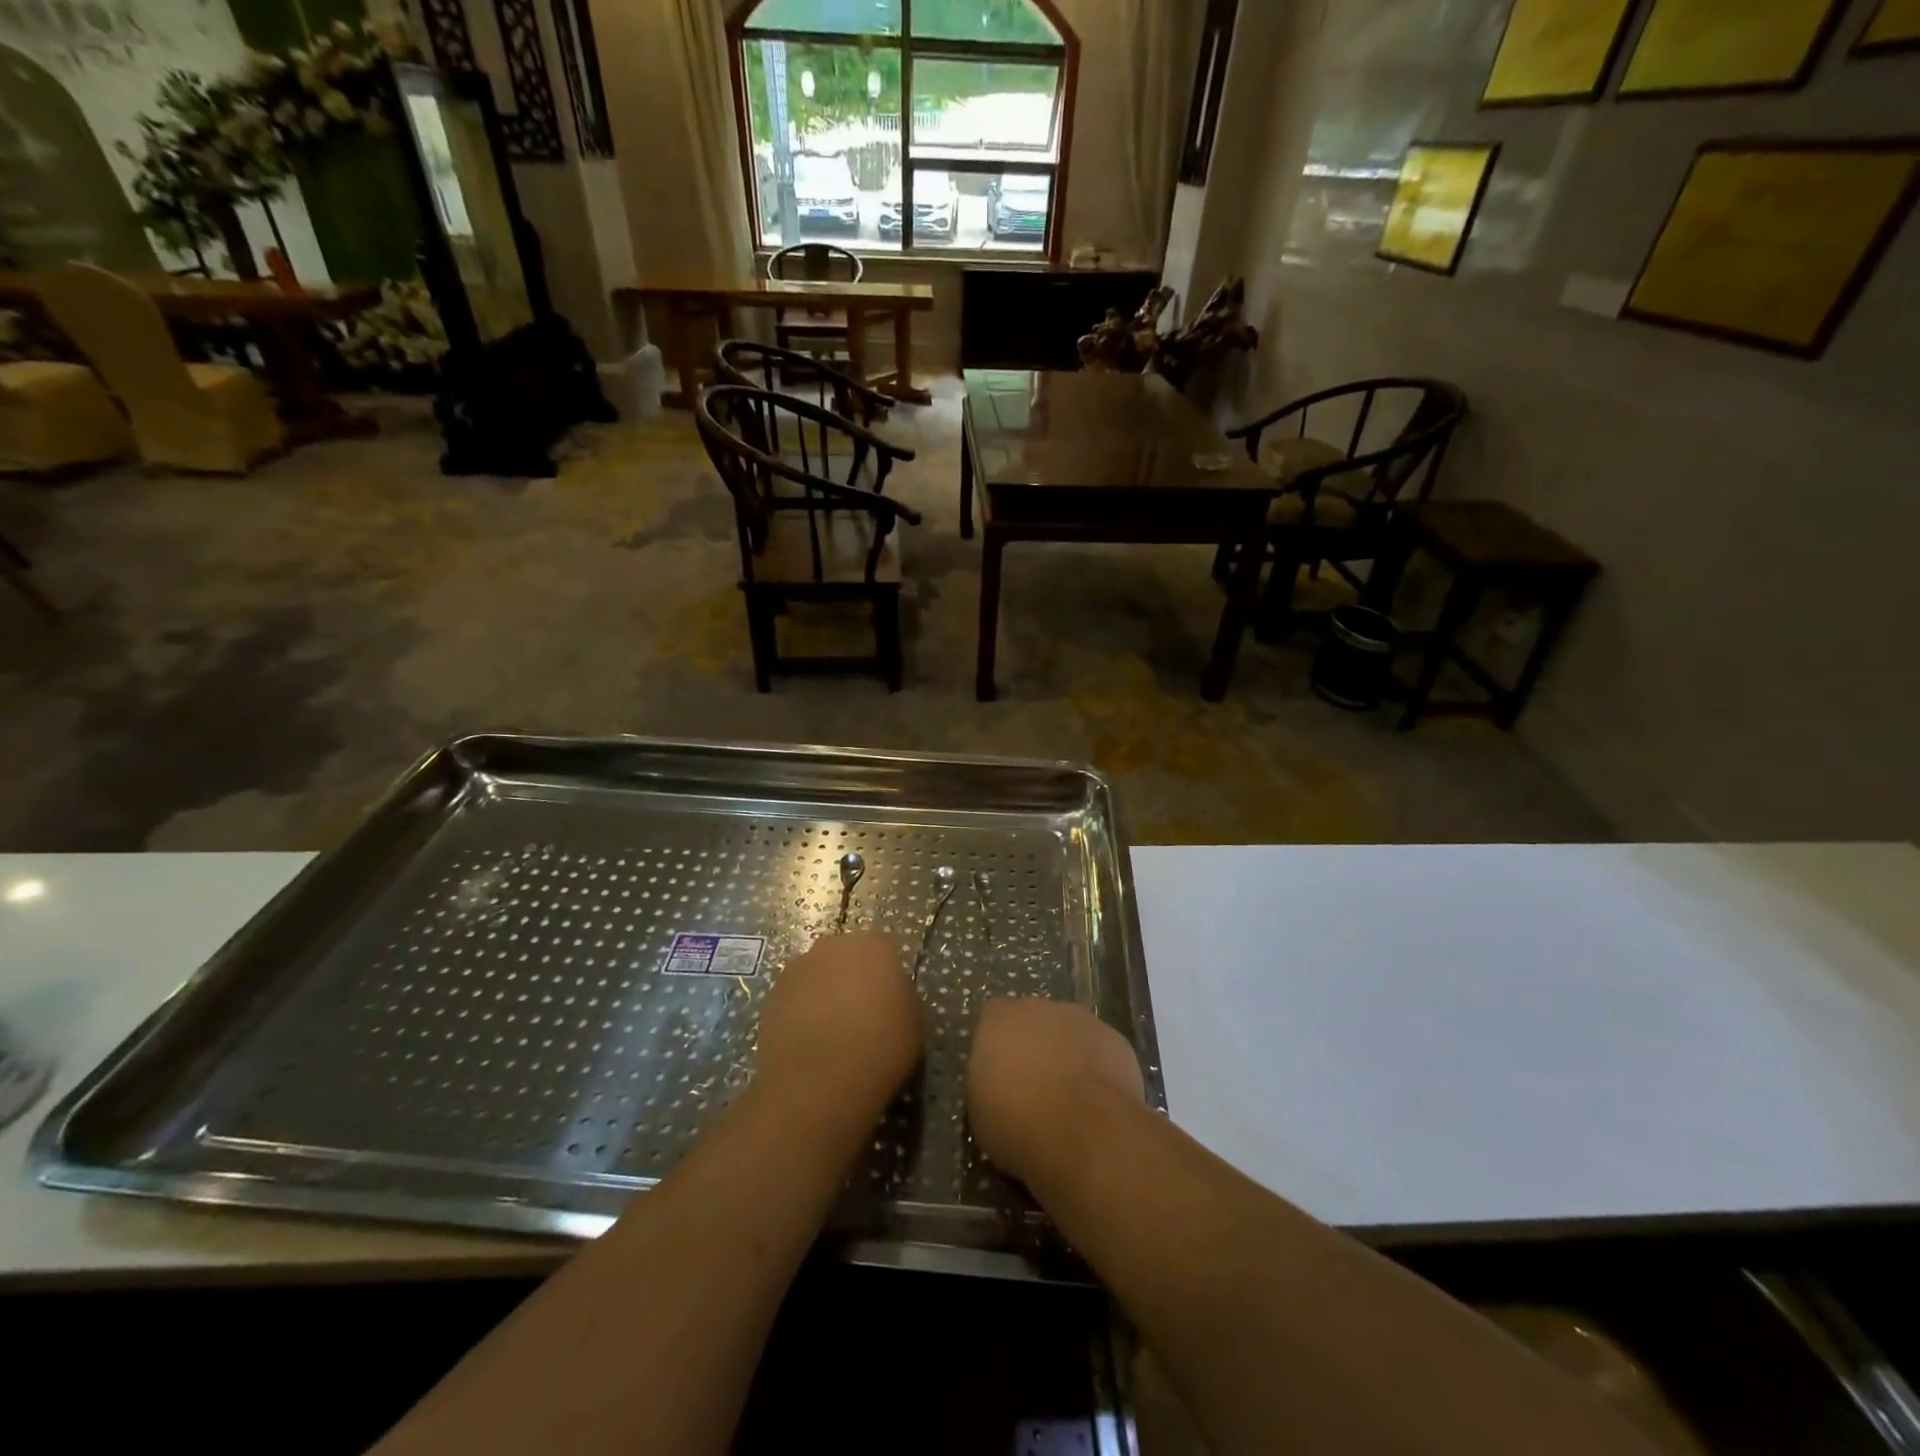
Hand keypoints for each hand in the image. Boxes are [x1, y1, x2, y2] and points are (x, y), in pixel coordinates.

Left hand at [755, 932, 922, 1120]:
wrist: (821, 1079)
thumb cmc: (881, 1046)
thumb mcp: (914, 1021)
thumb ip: (901, 997)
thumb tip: (889, 998)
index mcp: (874, 945)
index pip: (883, 949)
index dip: (885, 974)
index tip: (888, 1000)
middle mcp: (833, 945)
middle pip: (845, 955)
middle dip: (850, 977)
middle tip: (859, 1013)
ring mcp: (797, 967)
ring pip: (816, 975)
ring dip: (822, 993)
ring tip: (830, 1031)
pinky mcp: (771, 994)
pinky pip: (793, 998)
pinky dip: (799, 1013)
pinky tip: (807, 1042)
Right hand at [967, 998, 1144, 1185]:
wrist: (1084, 1132)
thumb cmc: (1018, 1123)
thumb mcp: (981, 1112)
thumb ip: (989, 1082)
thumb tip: (1000, 1083)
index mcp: (1000, 1019)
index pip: (994, 1017)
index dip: (999, 1044)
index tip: (1001, 1074)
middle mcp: (1040, 1008)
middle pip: (1035, 1019)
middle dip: (1035, 1045)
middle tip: (1035, 1087)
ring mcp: (1082, 1020)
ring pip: (1070, 1032)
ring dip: (1068, 1055)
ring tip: (1071, 1099)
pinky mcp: (1116, 1039)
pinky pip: (1100, 1051)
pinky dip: (1098, 1070)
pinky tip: (1098, 1103)